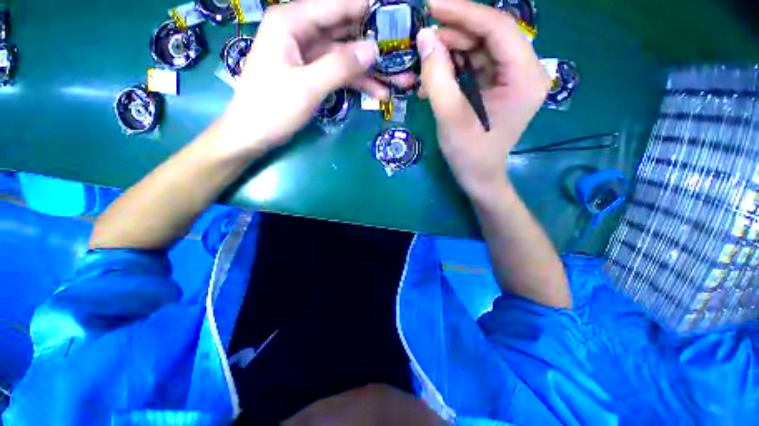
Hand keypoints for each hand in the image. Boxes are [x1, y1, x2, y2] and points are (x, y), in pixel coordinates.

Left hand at [221, 0, 395, 155]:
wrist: (253, 134)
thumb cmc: (272, 108)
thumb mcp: (307, 86)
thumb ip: (340, 66)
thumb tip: (373, 49)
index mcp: (291, 21)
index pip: (336, 6)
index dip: (367, 9)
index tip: (397, 15)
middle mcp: (301, 31)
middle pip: (345, 31)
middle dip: (374, 45)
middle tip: (403, 53)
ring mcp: (308, 54)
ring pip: (346, 56)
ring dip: (371, 70)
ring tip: (399, 81)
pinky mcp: (313, 74)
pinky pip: (340, 73)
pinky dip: (358, 83)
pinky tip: (379, 93)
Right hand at [416, 0, 549, 199]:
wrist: (479, 177)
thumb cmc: (469, 155)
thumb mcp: (450, 118)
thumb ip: (437, 77)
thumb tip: (425, 37)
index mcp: (524, 78)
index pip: (498, 28)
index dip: (464, 13)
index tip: (432, 6)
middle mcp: (526, 71)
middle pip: (491, 35)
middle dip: (456, 32)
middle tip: (424, 37)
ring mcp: (513, 78)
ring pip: (482, 48)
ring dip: (452, 51)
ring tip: (425, 62)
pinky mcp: (500, 86)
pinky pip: (477, 65)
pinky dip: (455, 67)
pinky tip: (435, 78)